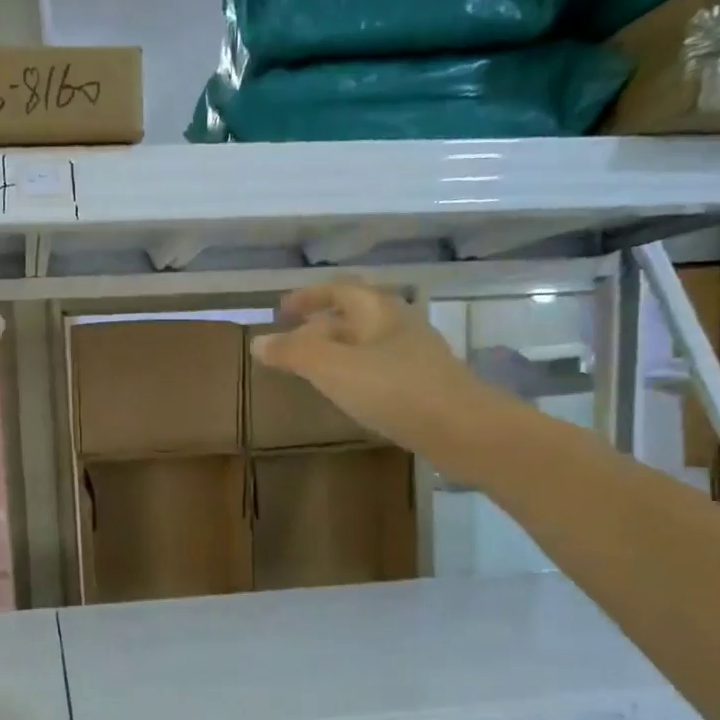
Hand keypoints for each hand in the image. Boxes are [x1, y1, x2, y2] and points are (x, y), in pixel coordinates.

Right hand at [251, 280, 496, 459]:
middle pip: (354, 315)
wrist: (461, 429)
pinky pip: (379, 368)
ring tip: (313, 368)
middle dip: (321, 324)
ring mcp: (414, 355)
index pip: (339, 290)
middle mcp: (399, 325)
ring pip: (367, 343)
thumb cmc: (394, 390)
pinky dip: (354, 372)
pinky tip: (347, 393)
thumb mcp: (333, 368)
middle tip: (292, 341)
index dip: (308, 296)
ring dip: (338, 349)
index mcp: (378, 311)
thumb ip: (294, 354)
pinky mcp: (422, 385)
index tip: (281, 309)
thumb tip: (258, 342)